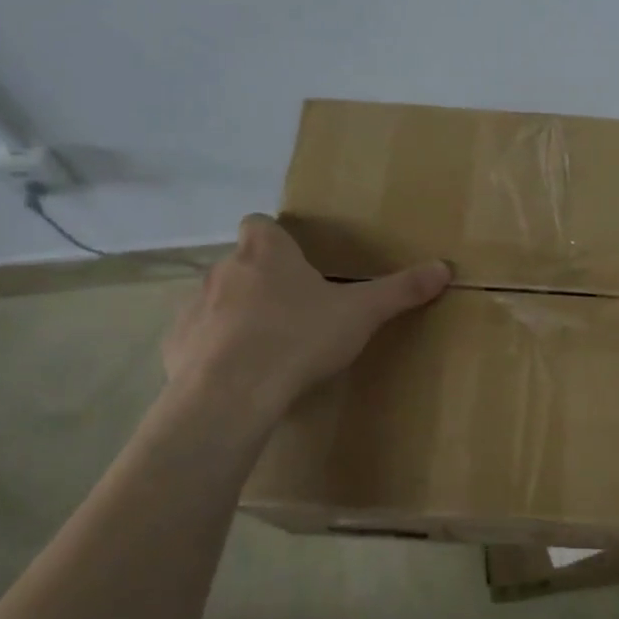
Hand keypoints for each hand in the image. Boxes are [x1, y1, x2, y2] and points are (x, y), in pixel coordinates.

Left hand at [163, 214, 450, 418]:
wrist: (232, 394)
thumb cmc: (299, 338)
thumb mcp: (360, 314)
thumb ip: (400, 290)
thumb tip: (444, 267)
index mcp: (265, 252)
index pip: (260, 224)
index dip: (275, 239)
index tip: (296, 263)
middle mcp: (223, 270)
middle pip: (241, 265)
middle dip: (262, 282)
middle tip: (295, 313)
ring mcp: (193, 308)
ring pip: (217, 302)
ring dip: (236, 316)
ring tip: (267, 349)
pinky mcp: (174, 347)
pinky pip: (197, 340)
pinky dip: (214, 352)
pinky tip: (238, 377)